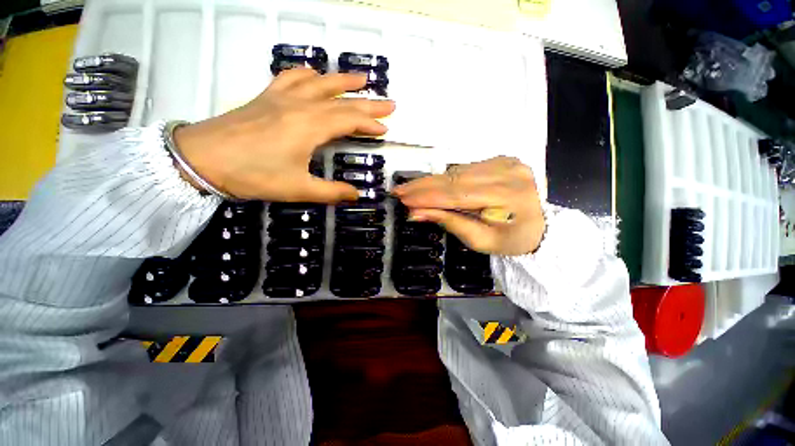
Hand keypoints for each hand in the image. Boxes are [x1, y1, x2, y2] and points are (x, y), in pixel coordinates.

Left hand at [174, 68, 394, 201]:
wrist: (201, 159)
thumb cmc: (253, 175)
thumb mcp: (298, 189)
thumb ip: (331, 192)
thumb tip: (356, 195)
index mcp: (310, 127)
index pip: (349, 120)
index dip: (370, 123)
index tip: (385, 128)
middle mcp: (300, 106)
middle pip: (341, 100)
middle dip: (368, 102)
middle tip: (389, 102)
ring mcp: (282, 98)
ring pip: (319, 83)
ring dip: (343, 81)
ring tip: (361, 79)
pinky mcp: (266, 97)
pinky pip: (291, 78)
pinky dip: (308, 74)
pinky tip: (315, 75)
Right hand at [393, 157, 544, 255]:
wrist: (541, 227)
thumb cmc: (511, 240)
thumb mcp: (479, 240)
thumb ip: (448, 222)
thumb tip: (416, 213)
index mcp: (509, 198)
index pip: (458, 194)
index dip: (427, 196)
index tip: (404, 198)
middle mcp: (509, 173)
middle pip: (455, 179)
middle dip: (424, 186)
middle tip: (400, 190)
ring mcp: (507, 163)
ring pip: (458, 172)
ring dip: (432, 182)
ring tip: (411, 189)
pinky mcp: (503, 160)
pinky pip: (466, 169)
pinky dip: (446, 178)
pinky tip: (432, 185)